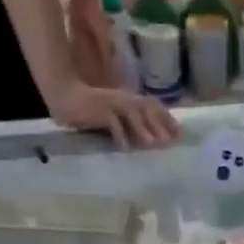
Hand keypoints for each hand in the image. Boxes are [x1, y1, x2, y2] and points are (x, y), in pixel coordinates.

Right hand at [47, 81, 177, 147]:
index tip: (179, 133)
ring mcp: (111, 103)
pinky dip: (119, 134)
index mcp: (128, 98)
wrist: (65, 95)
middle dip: (160, 125)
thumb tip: (148, 138)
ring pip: (132, 115)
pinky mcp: (99, 110)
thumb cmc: (89, 107)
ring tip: (152, 144)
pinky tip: (124, 147)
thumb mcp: (113, 113)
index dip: (167, 118)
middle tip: (170, 142)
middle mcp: (123, 98)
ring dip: (143, 129)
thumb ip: (129, 122)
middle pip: (147, 110)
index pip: (153, 105)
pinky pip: (112, 123)